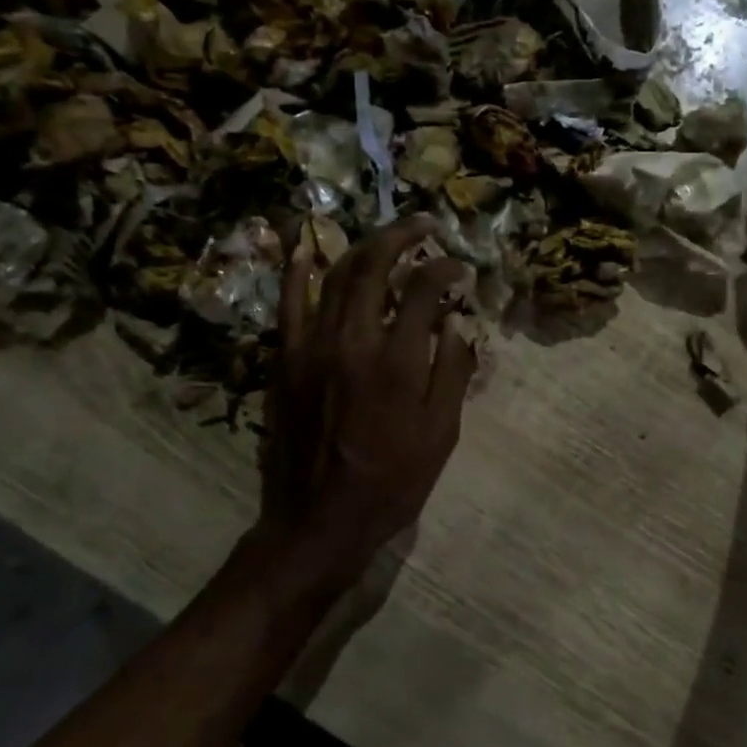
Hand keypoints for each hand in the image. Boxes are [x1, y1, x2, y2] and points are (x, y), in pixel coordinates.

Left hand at [260, 215, 476, 565]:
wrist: (319, 521)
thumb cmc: (391, 483)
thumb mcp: (441, 435)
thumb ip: (451, 371)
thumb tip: (456, 321)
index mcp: (397, 363)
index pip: (424, 290)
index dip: (445, 269)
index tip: (460, 267)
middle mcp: (352, 342)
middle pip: (373, 267)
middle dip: (401, 236)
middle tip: (423, 224)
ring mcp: (311, 348)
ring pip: (333, 277)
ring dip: (361, 247)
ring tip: (384, 236)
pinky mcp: (285, 361)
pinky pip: (288, 305)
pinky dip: (297, 272)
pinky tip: (307, 248)